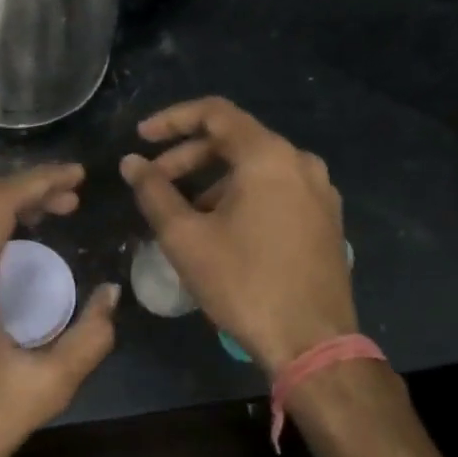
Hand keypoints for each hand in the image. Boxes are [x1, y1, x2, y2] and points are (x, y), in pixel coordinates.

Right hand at [121, 97, 355, 375]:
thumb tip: (131, 162)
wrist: (313, 344)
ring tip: (183, 212)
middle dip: (188, 156)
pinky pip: (276, 189)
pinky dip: (241, 195)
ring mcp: (320, 191)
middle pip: (235, 140)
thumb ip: (153, 192)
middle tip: (154, 181)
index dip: (171, 120)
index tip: (141, 138)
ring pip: (255, 167)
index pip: (214, 113)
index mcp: (268, 157)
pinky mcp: (326, 219)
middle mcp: (300, 162)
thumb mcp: (185, 237)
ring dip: (212, 179)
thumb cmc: (243, 283)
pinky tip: (220, 227)